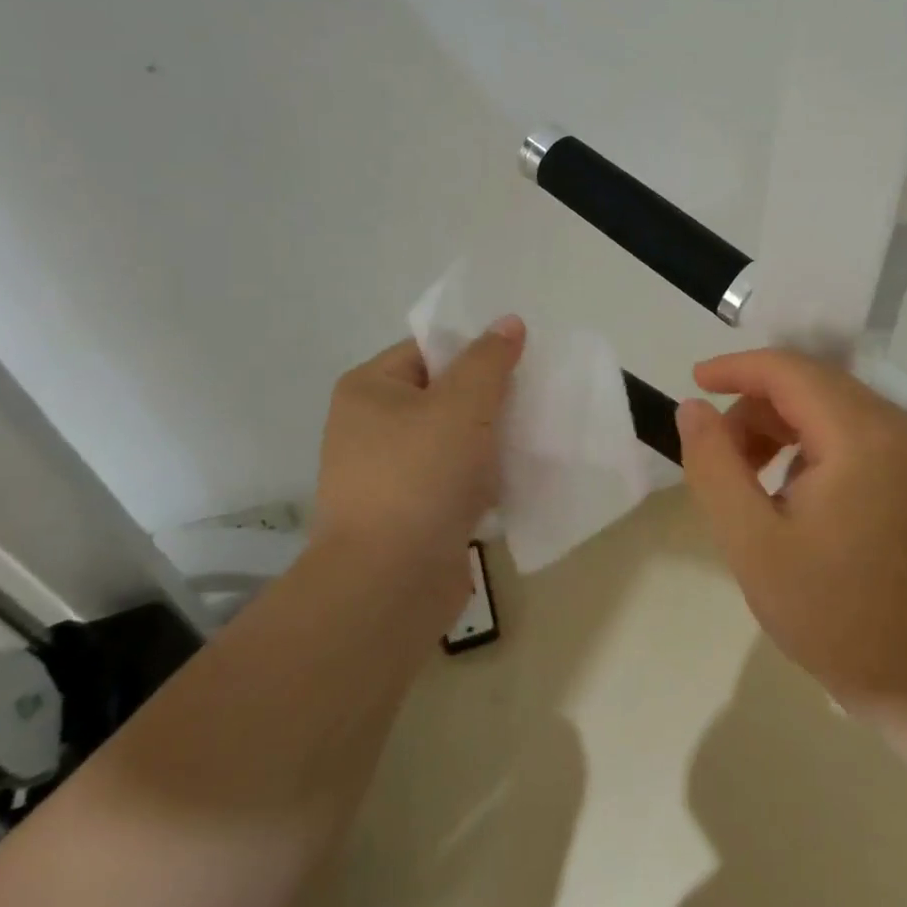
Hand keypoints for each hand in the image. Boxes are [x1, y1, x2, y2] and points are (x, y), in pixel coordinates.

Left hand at [310, 318, 524, 632]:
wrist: (390, 583)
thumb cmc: (420, 476)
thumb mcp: (462, 404)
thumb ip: (489, 360)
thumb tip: (508, 322)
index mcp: (370, 390)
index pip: (429, 349)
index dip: (476, 350)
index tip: (522, 361)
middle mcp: (371, 427)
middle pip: (445, 394)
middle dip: (491, 397)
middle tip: (536, 397)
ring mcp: (390, 473)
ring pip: (455, 438)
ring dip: (493, 438)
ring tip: (536, 434)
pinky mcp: (412, 512)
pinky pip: (456, 478)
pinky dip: (485, 476)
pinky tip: (519, 475)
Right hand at [676, 349, 906, 706]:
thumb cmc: (830, 613)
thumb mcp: (751, 542)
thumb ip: (714, 465)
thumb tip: (692, 407)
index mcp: (862, 436)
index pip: (790, 371)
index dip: (737, 369)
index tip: (694, 384)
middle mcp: (898, 423)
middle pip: (811, 383)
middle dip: (755, 406)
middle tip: (720, 457)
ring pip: (829, 403)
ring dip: (780, 425)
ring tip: (750, 480)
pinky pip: (851, 427)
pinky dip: (810, 440)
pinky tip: (789, 487)